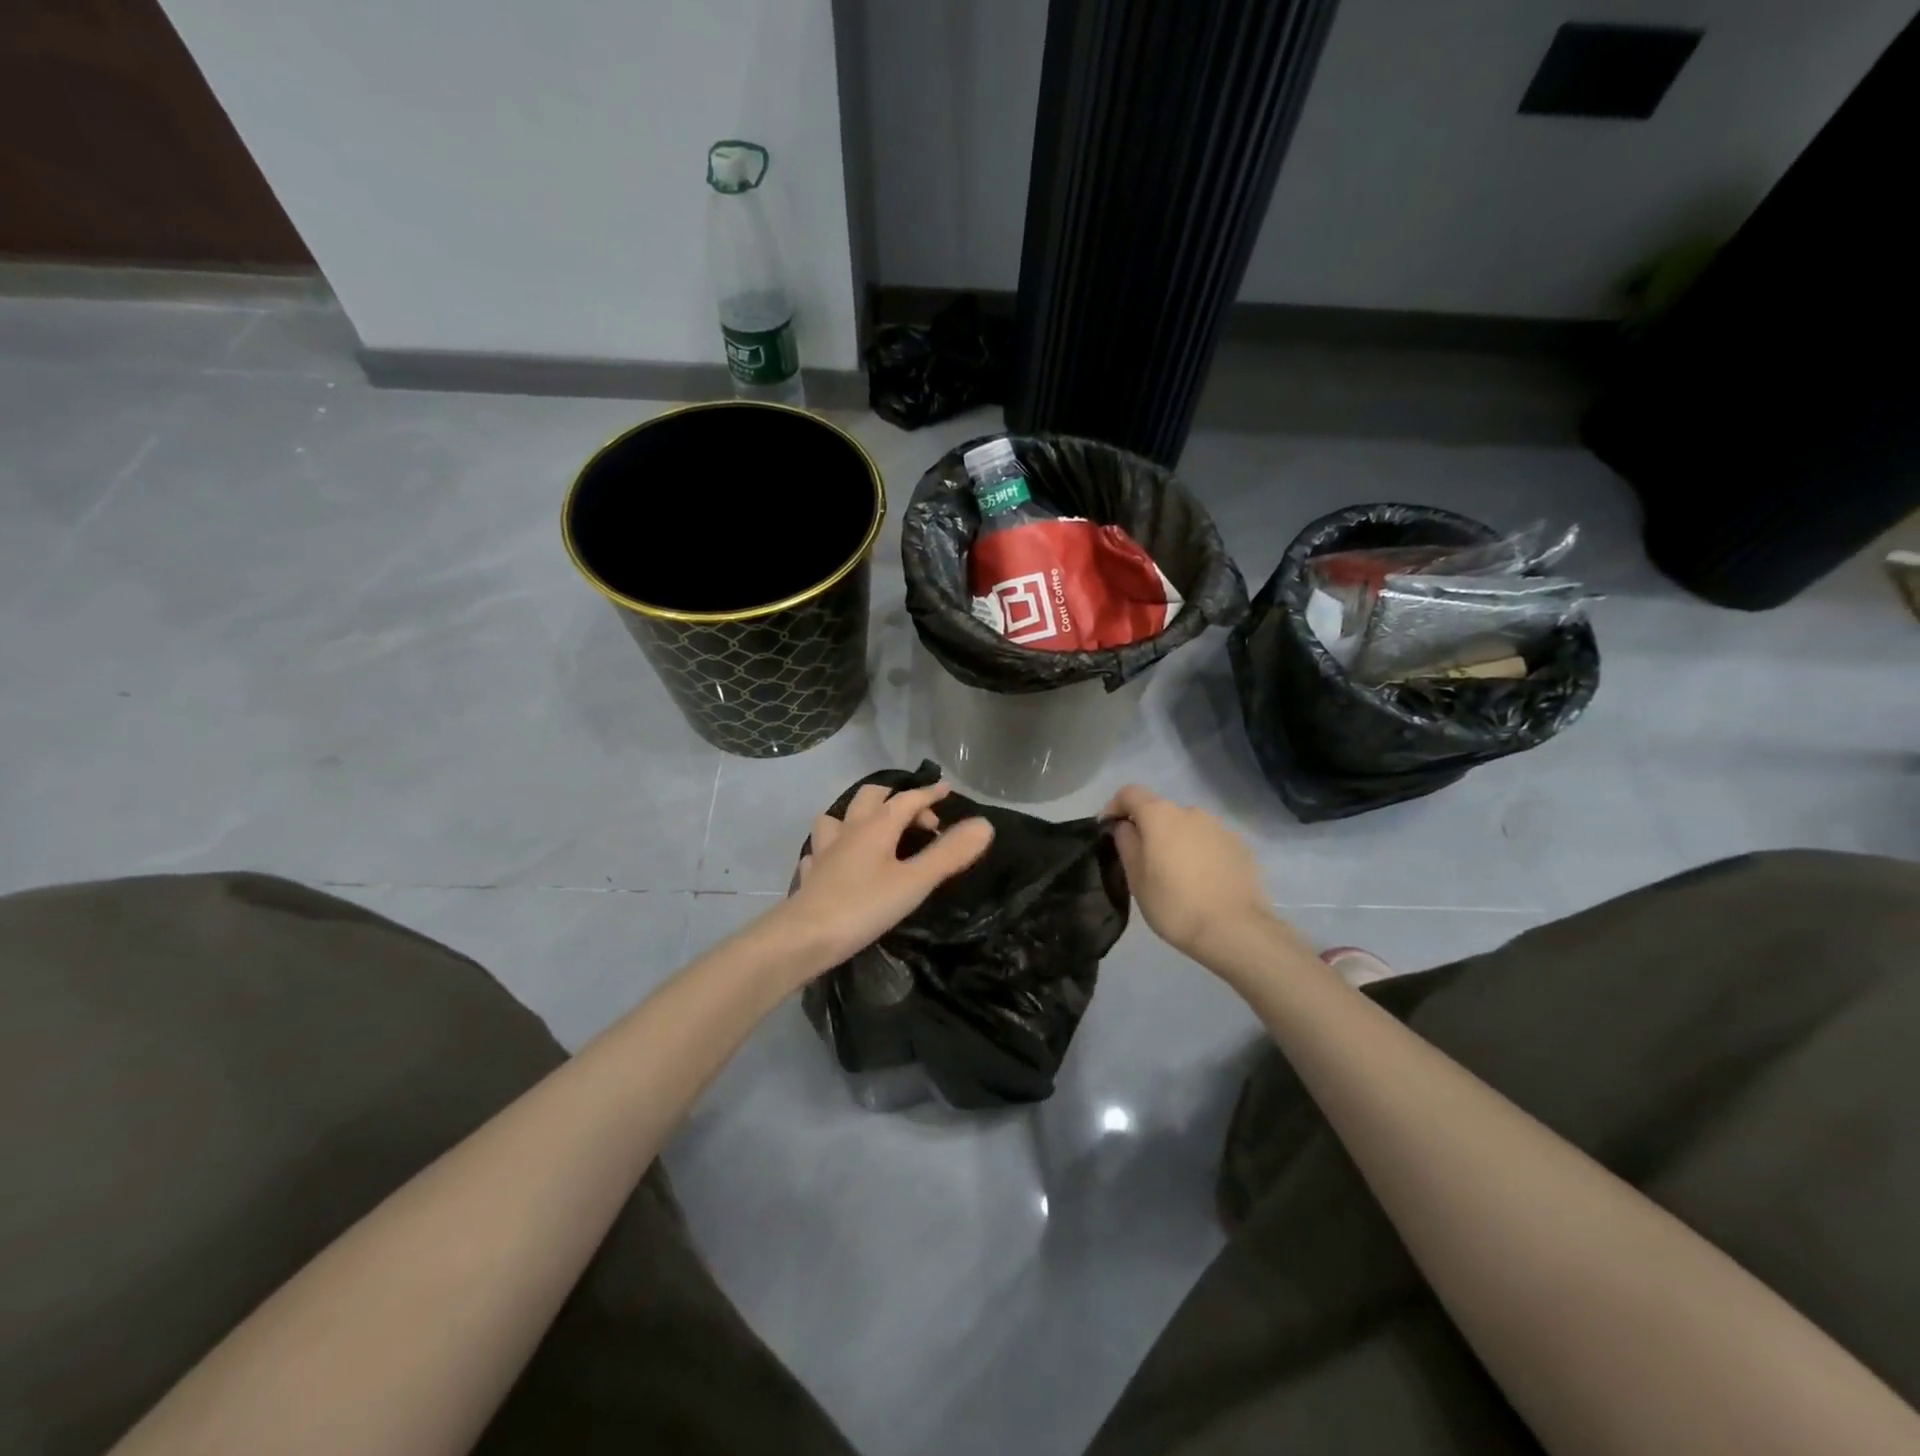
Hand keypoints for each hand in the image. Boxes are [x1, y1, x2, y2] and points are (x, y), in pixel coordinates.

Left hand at [772, 781, 994, 975]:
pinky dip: (835, 848)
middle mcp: (850, 829)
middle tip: (918, 819)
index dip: (929, 793)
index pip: (908, 799)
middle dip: (895, 799)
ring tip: (875, 832)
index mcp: (877, 826)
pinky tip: (839, 862)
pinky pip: (822, 849)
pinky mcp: (811, 873)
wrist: (804, 937)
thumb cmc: (865, 906)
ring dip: (859, 817)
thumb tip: (984, 825)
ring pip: (838, 817)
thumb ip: (949, 854)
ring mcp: (825, 850)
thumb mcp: (915, 882)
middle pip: (871, 797)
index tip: (946, 789)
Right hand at [1102, 785, 1292, 967]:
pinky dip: (1200, 853)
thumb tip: (1125, 826)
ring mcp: (1220, 827)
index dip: (1114, 807)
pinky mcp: (1240, 846)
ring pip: (1187, 827)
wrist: (1236, 930)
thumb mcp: (1137, 879)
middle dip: (1147, 829)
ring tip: (1176, 874)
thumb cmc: (1175, 905)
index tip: (1109, 831)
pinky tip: (1202, 881)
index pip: (1129, 793)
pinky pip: (1210, 842)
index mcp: (1160, 815)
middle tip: (1143, 862)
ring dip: (1175, 841)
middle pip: (1160, 811)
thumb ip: (1126, 844)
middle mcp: (1191, 812)